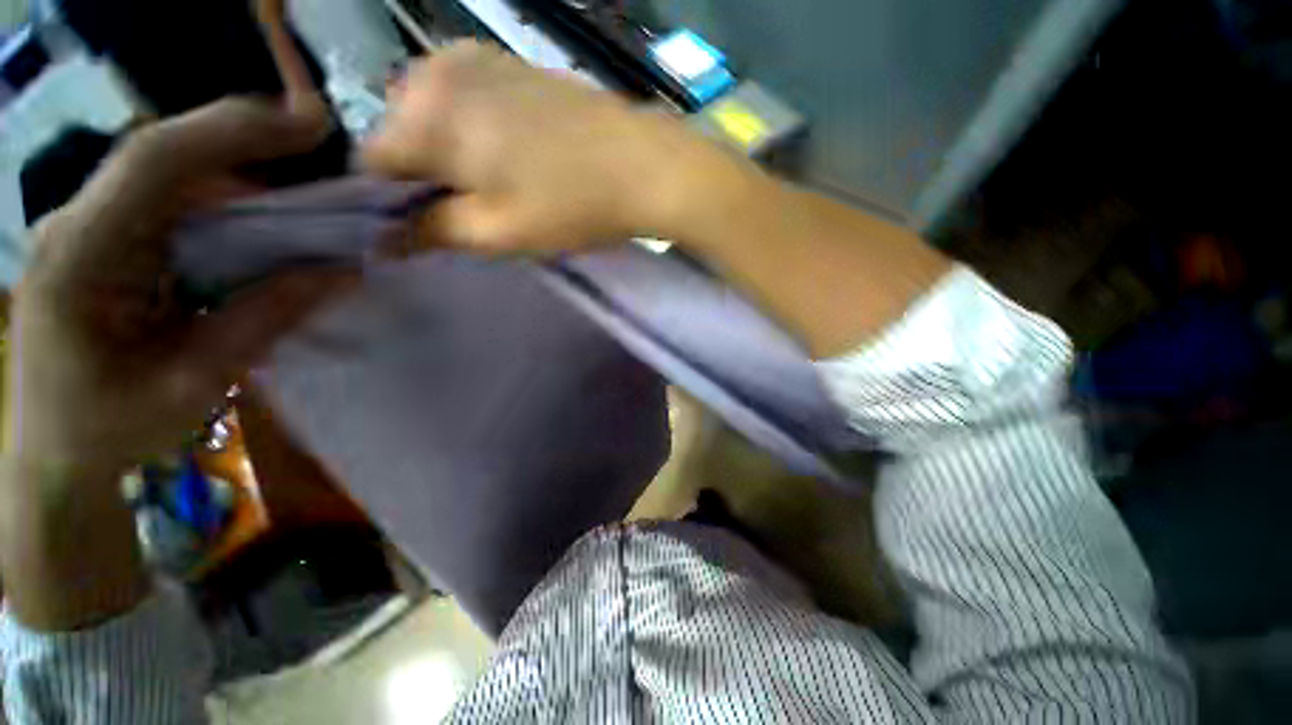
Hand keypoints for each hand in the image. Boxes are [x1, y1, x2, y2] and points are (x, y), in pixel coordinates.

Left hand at [5, 98, 350, 483]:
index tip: (310, 127)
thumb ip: (265, 319)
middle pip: (167, 159)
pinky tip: (261, 231)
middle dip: (248, 150)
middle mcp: (78, 224)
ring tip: (305, 203)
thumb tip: (342, 272)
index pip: (155, 161)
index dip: (234, 132)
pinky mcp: (105, 242)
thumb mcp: (194, 382)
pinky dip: (225, 210)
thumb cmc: (112, 430)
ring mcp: (89, 229)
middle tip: (321, 160)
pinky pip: (171, 206)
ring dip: (242, 183)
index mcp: (79, 257)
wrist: (57, 456)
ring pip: (172, 179)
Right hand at [362, 41, 757, 252]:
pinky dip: (475, 132)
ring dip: (451, 154)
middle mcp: (438, 69)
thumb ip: (432, 231)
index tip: (426, 227)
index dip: (390, 202)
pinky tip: (513, 156)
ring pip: (435, 116)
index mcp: (426, 112)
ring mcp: (477, 57)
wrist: (645, 166)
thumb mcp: (498, 231)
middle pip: (401, 133)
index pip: (370, 161)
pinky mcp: (510, 64)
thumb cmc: (571, 205)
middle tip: (473, 209)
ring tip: (498, 185)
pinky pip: (468, 102)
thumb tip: (383, 240)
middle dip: (424, 176)